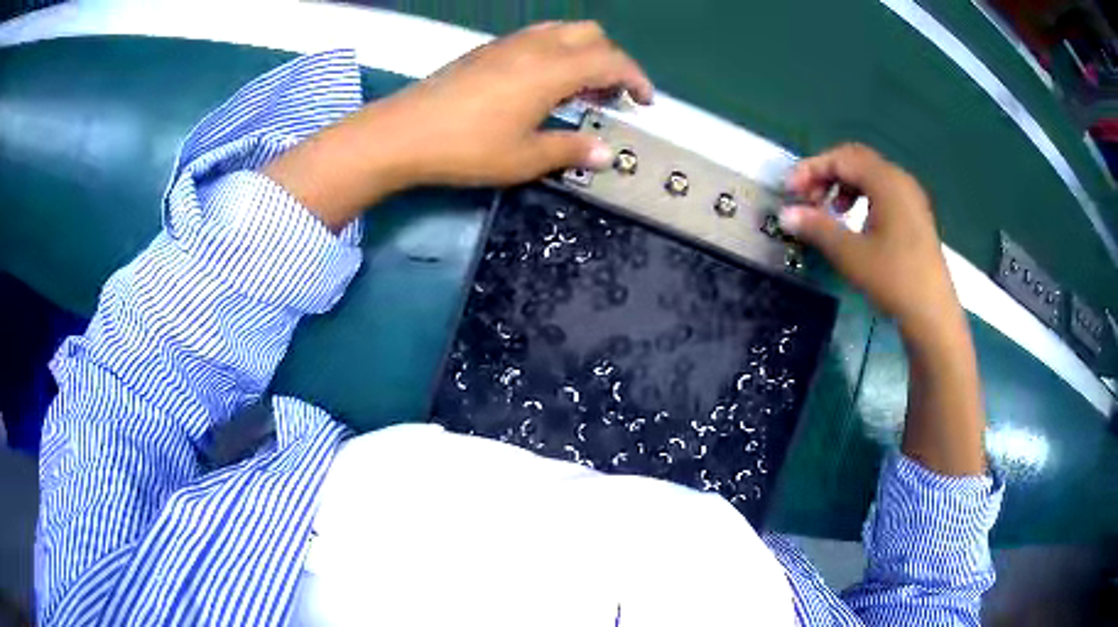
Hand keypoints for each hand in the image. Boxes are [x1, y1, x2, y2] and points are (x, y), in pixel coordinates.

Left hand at [263, 21, 652, 230]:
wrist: (403, 132)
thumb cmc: (466, 148)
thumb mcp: (525, 158)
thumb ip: (570, 150)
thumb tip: (604, 155)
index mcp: (552, 69)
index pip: (611, 61)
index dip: (636, 78)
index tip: (646, 101)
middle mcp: (535, 46)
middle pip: (591, 34)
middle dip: (612, 59)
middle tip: (611, 95)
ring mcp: (508, 44)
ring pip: (563, 31)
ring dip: (583, 53)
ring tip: (581, 88)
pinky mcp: (487, 49)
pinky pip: (537, 37)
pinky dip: (557, 52)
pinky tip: (544, 82)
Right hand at [779, 144, 958, 336]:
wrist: (933, 315)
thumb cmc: (894, 280)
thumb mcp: (851, 254)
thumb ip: (817, 227)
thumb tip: (786, 213)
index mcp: (886, 181)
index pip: (841, 158)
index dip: (811, 168)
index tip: (790, 191)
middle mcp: (900, 180)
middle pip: (856, 160)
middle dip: (826, 174)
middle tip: (806, 199)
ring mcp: (910, 197)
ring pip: (870, 175)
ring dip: (843, 185)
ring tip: (829, 210)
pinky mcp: (914, 215)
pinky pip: (882, 191)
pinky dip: (861, 196)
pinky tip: (854, 221)